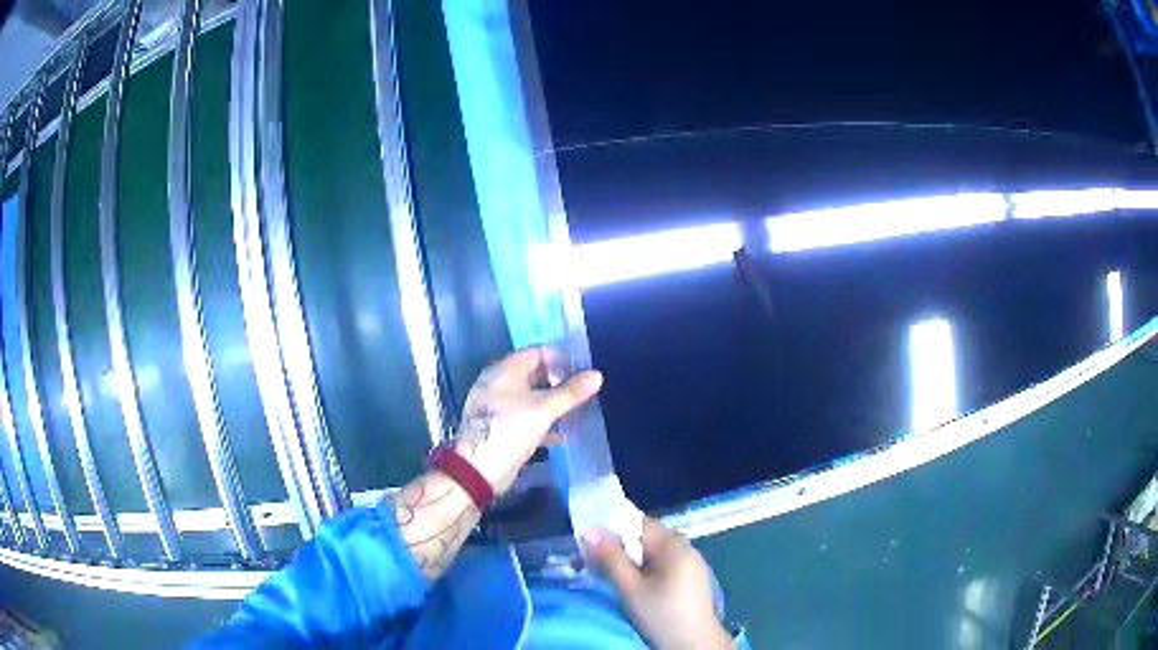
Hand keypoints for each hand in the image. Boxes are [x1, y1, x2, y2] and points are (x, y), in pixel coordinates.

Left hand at [453, 348, 601, 494]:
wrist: (479, 469)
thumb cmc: (510, 430)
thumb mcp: (544, 410)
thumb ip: (571, 393)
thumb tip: (597, 375)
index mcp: (504, 371)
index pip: (536, 353)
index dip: (559, 359)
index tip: (581, 372)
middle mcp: (497, 384)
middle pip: (533, 376)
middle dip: (558, 384)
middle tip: (582, 394)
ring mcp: (497, 407)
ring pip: (530, 398)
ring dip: (552, 405)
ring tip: (577, 414)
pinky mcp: (499, 428)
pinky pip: (525, 417)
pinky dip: (542, 422)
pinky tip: (562, 436)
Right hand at [584, 517, 733, 649]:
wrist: (696, 645)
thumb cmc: (663, 616)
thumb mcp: (631, 588)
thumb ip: (610, 558)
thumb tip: (588, 529)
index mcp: (672, 543)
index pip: (634, 521)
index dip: (606, 528)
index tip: (581, 543)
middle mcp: (682, 546)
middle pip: (639, 537)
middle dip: (611, 548)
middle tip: (582, 564)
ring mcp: (687, 563)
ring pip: (647, 553)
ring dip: (622, 562)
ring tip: (598, 576)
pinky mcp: (687, 579)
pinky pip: (657, 565)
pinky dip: (638, 571)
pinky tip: (624, 586)